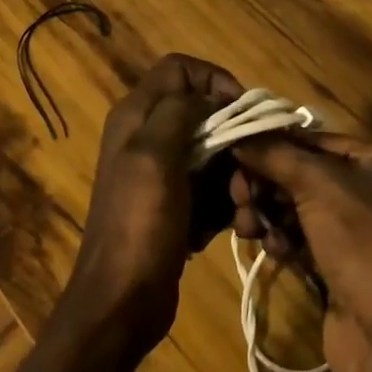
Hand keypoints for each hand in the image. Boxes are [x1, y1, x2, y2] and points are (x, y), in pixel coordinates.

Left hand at [67, 54, 240, 356]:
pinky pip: (212, 189)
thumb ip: (179, 112)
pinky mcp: (176, 205)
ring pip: (214, 154)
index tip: (242, 110)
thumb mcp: (155, 157)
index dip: (213, 80)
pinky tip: (232, 228)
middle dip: (233, 138)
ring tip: (241, 209)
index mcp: (136, 116)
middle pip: (203, 114)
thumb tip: (207, 93)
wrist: (122, 302)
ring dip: (234, 179)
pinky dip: (225, 205)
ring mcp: (163, 174)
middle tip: (249, 171)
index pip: (179, 69)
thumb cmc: (139, 225)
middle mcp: (148, 136)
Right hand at [230, 133, 371, 371]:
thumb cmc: (364, 244)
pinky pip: (303, 238)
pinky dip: (283, 240)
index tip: (233, 152)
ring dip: (268, 213)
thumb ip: (275, 155)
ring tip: (247, 226)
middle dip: (266, 183)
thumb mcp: (318, 186)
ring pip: (298, 207)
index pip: (315, 139)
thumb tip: (238, 135)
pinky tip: (274, 251)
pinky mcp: (343, 264)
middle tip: (238, 195)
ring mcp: (360, 229)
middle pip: (303, 173)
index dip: (272, 144)